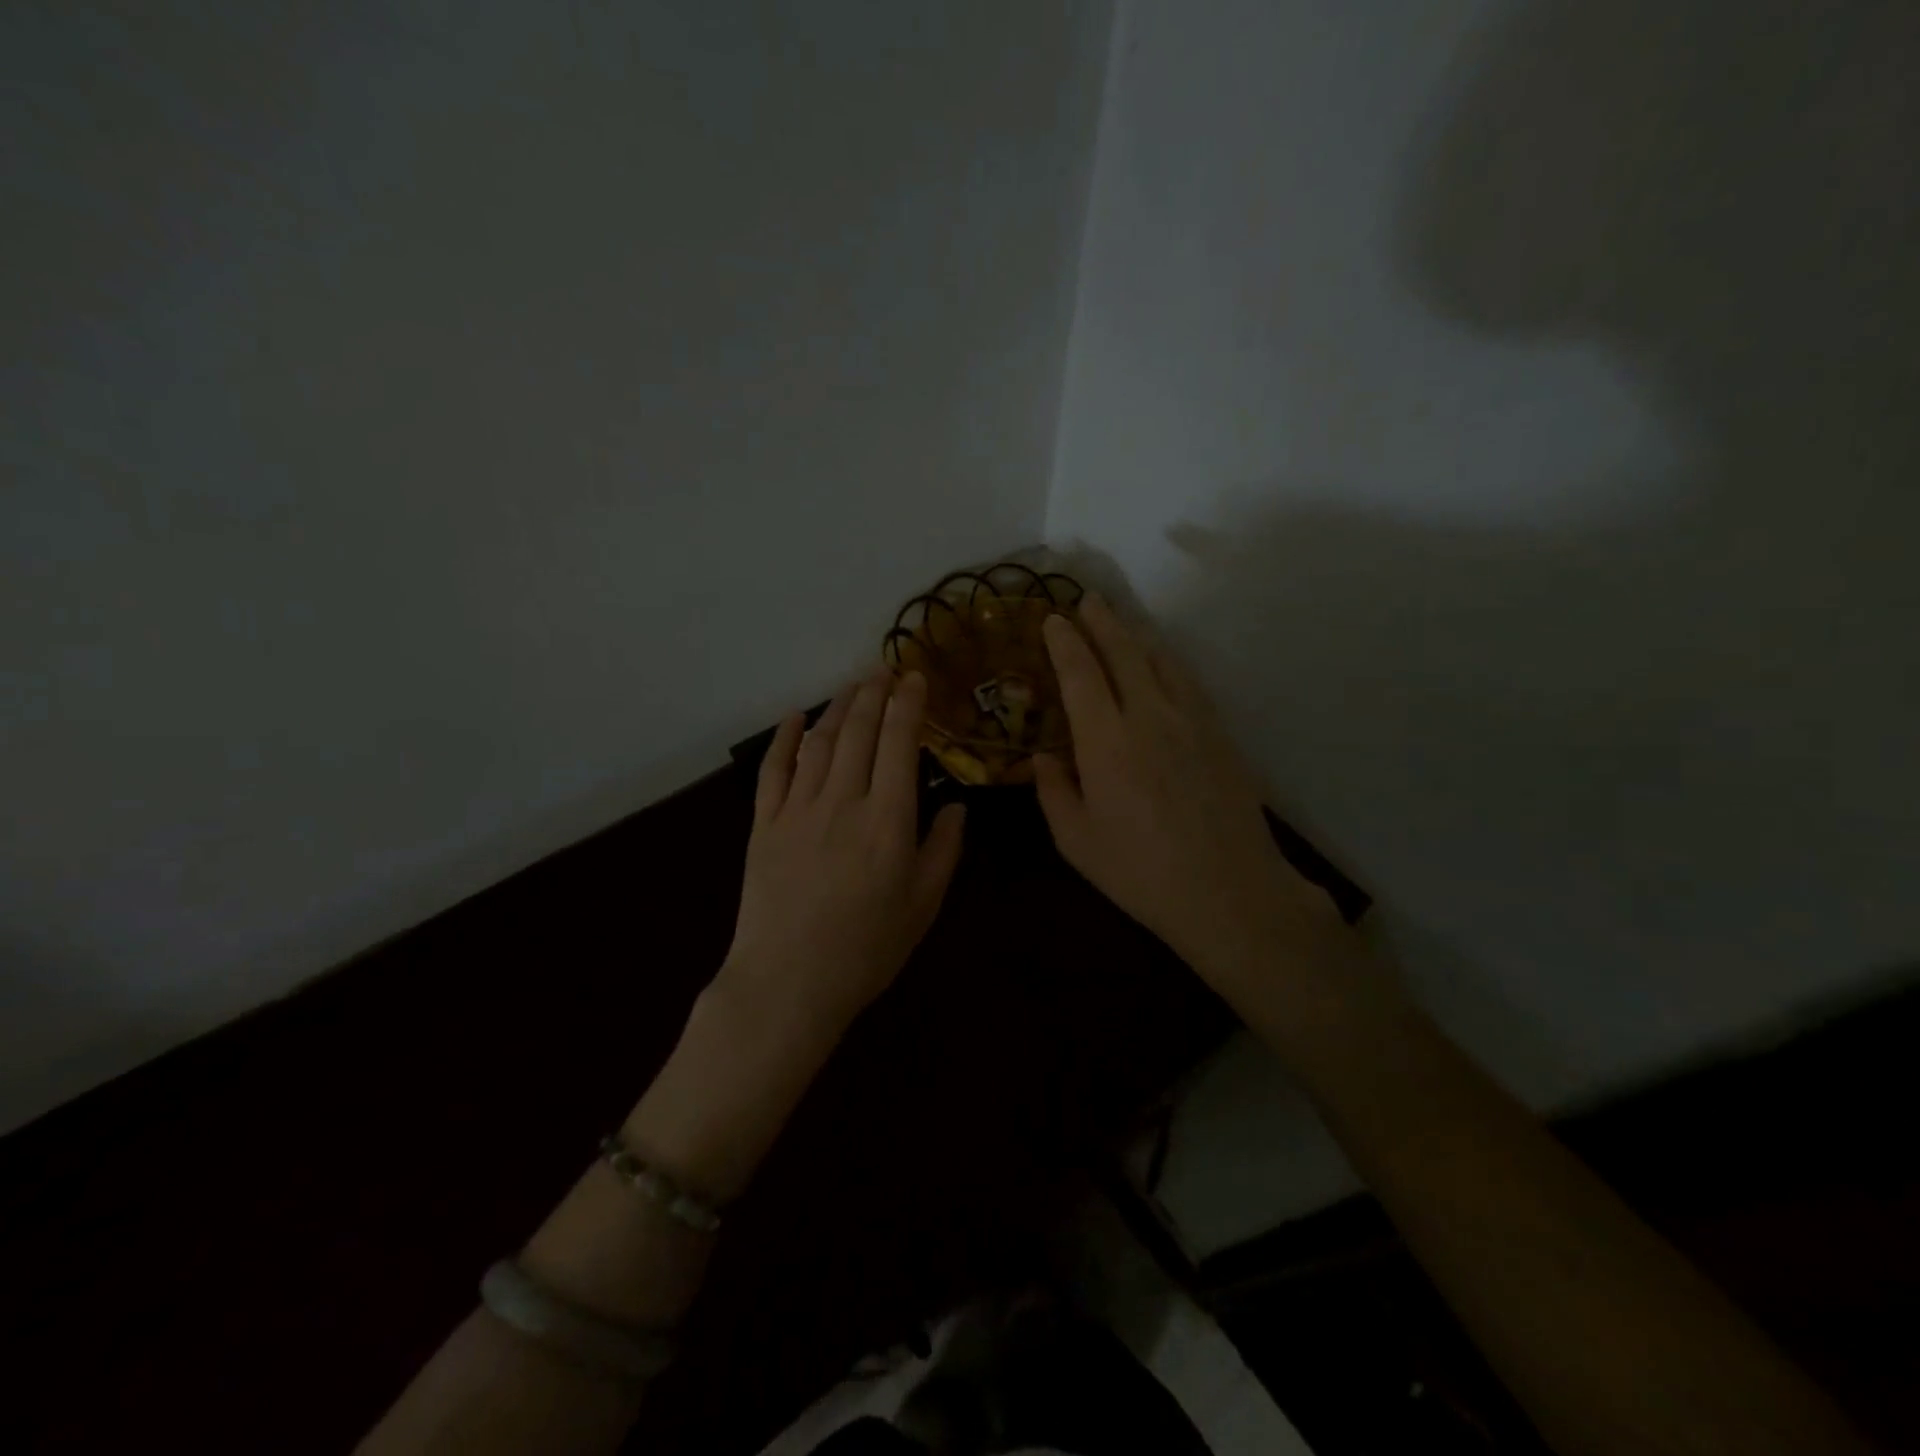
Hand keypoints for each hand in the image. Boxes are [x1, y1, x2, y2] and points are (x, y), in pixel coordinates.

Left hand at [719, 670, 966, 1044]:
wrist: (788, 983)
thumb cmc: (866, 950)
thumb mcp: (923, 906)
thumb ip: (943, 850)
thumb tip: (956, 807)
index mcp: (888, 819)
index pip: (899, 744)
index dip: (908, 705)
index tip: (914, 677)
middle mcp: (843, 800)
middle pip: (858, 732)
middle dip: (873, 694)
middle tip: (883, 669)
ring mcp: (798, 809)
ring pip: (820, 742)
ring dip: (837, 707)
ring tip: (852, 685)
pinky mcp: (764, 824)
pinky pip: (774, 770)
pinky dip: (784, 738)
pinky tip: (795, 717)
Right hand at [1034, 596, 1349, 995]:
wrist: (1230, 892)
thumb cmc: (1140, 872)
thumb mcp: (1077, 841)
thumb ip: (1053, 791)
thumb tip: (1042, 756)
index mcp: (1106, 741)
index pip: (1080, 673)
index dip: (1065, 641)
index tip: (1053, 619)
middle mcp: (1149, 716)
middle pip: (1124, 652)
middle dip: (1102, 621)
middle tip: (1087, 600)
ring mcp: (1192, 721)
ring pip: (1162, 660)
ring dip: (1138, 635)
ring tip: (1122, 622)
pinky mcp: (1220, 734)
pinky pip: (1189, 682)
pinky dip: (1168, 661)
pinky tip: (1164, 664)